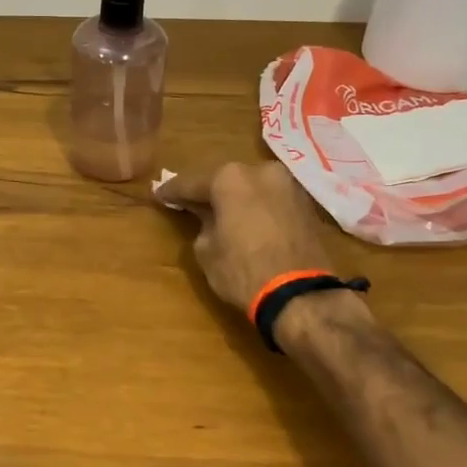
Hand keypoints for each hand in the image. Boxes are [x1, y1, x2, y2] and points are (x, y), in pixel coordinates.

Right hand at [156, 162, 357, 316]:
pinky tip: (248, 221)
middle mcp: (260, 171)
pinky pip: (271, 200)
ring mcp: (288, 185)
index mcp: (230, 178)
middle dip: (209, 192)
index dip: (172, 191)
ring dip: (236, 199)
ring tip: (222, 213)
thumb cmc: (242, 271)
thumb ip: (202, 224)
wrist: (300, 294)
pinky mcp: (306, 204)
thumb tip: (208, 217)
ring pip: (252, 187)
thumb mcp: (206, 250)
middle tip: (191, 203)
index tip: (159, 194)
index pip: (191, 183)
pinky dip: (258, 208)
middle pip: (226, 180)